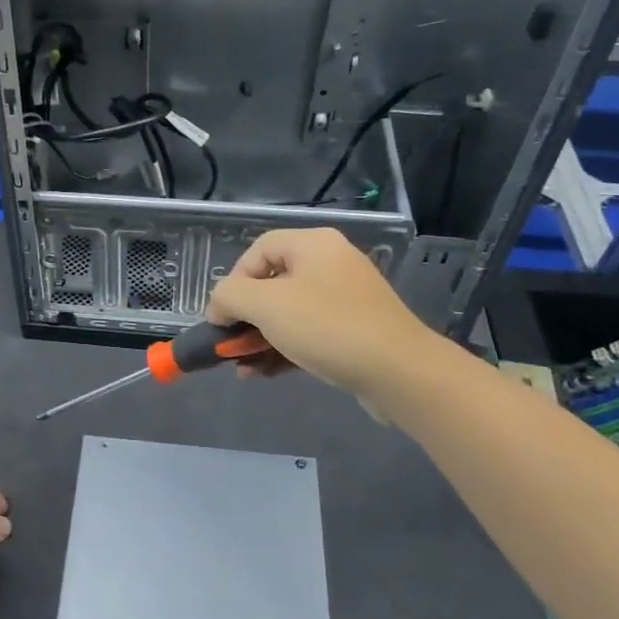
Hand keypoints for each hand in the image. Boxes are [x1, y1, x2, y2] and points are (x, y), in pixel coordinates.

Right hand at [206, 228, 432, 410]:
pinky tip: (263, 373)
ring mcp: (346, 298)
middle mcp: (331, 264)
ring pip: (289, 313)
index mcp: (313, 245)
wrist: (399, 372)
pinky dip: (284, 349)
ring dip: (259, 339)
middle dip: (245, 317)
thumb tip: (219, 306)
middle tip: (230, 344)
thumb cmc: (327, 327)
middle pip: (272, 283)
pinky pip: (308, 333)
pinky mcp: (355, 330)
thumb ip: (229, 297)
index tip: (223, 315)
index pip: (257, 250)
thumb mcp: (266, 306)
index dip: (233, 281)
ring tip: (242, 367)